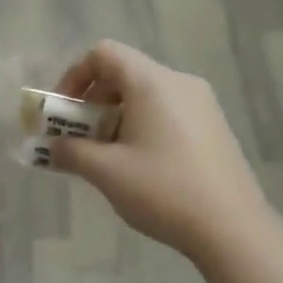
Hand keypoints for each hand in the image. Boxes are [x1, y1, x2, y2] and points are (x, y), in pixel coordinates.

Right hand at [49, 40, 266, 267]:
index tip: (62, 113)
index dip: (74, 77)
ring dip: (115, 117)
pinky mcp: (213, 127)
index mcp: (152, 82)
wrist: (232, 228)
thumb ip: (70, 151)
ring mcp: (202, 104)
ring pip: (145, 94)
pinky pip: (166, 111)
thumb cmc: (163, 190)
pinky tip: (139, 166)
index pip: (104, 54)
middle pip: (124, 73)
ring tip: (106, 157)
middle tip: (78, 139)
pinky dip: (141, 126)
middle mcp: (179, 82)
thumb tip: (50, 146)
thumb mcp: (106, 172)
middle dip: (92, 102)